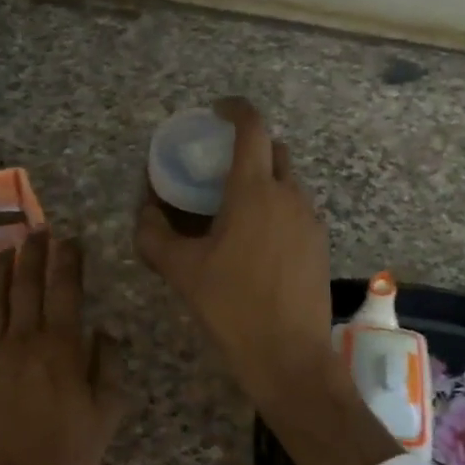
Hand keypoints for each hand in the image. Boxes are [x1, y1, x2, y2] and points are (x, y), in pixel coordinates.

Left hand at [0, 231, 121, 464]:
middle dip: (34, 255)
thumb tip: (106, 332)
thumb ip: (109, 368)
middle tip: (39, 231)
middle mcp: (21, 341)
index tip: (70, 241)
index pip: (66, 292)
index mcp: (61, 348)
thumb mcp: (106, 415)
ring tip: (5, 250)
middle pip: (27, 287)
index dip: (68, 262)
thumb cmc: (63, 457)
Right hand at [136, 98, 333, 411]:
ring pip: (288, 181)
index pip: (252, 128)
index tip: (218, 110)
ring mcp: (310, 219)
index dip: (236, 109)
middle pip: (273, 151)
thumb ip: (154, 235)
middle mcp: (289, 195)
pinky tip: (257, 240)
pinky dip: (277, 207)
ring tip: (235, 207)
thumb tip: (144, 211)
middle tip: (220, 166)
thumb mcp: (181, 271)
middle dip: (249, 147)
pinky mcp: (320, 243)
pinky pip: (297, 209)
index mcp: (254, 191)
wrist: (289, 355)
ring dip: (264, 180)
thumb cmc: (231, 307)